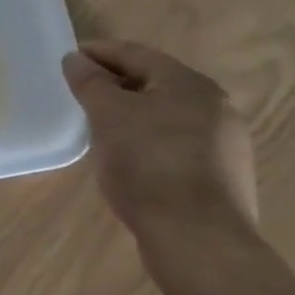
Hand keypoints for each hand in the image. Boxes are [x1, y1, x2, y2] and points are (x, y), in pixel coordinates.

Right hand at [61, 39, 258, 238]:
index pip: (136, 54)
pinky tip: (130, 161)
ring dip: (134, 116)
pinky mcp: (223, 180)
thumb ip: (90, 82)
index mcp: (190, 84)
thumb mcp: (108, 115)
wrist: (199, 242)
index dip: (99, 53)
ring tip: (101, 128)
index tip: (69, 60)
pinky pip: (177, 147)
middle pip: (155, 84)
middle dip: (117, 85)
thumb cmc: (150, 164)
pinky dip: (150, 143)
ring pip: (168, 117)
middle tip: (82, 93)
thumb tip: (75, 59)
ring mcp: (225, 146)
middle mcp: (216, 108)